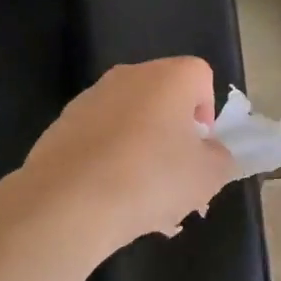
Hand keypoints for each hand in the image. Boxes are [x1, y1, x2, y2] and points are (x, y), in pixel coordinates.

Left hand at [21, 58, 234, 249]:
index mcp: (169, 77)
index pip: (200, 76)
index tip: (201, 147)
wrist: (69, 201)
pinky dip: (110, 163)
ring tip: (145, 204)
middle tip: (177, 179)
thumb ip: (219, 157)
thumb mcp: (208, 176)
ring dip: (142, 154)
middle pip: (162, 100)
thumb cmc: (152, 179)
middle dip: (173, 137)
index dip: (207, 111)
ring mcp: (90, 99)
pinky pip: (100, 141)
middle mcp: (128, 77)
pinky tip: (112, 202)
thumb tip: (209, 151)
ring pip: (130, 124)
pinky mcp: (61, 126)